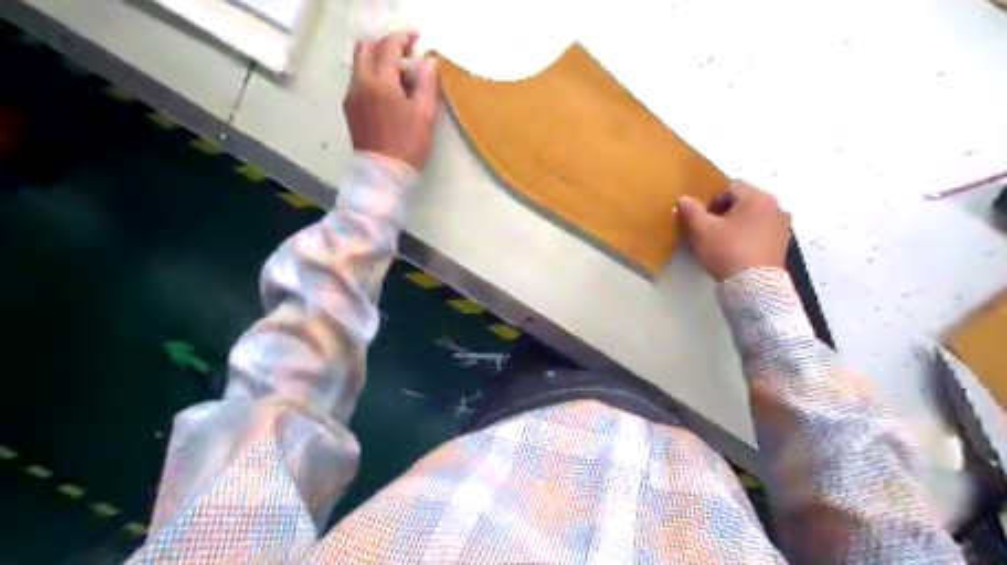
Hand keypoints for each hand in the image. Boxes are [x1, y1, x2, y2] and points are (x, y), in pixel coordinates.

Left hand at [345, 30, 439, 168]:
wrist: (383, 175)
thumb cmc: (408, 145)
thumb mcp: (425, 115)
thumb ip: (427, 84)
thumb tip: (429, 62)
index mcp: (379, 82)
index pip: (389, 47)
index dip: (403, 38)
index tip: (417, 39)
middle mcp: (359, 83)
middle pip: (366, 49)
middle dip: (386, 47)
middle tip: (406, 57)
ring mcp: (351, 96)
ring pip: (361, 65)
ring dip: (379, 63)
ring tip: (401, 79)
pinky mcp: (350, 109)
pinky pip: (359, 82)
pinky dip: (373, 78)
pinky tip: (389, 95)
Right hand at [675, 179, 793, 279]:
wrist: (754, 286)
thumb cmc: (727, 251)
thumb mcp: (701, 230)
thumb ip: (691, 211)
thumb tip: (683, 199)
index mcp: (756, 197)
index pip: (729, 187)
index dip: (711, 201)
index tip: (702, 220)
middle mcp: (774, 206)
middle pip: (743, 201)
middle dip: (724, 212)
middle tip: (709, 230)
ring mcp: (782, 226)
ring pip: (753, 217)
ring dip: (737, 224)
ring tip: (722, 242)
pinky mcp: (783, 244)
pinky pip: (761, 232)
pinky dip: (748, 236)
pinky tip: (736, 252)